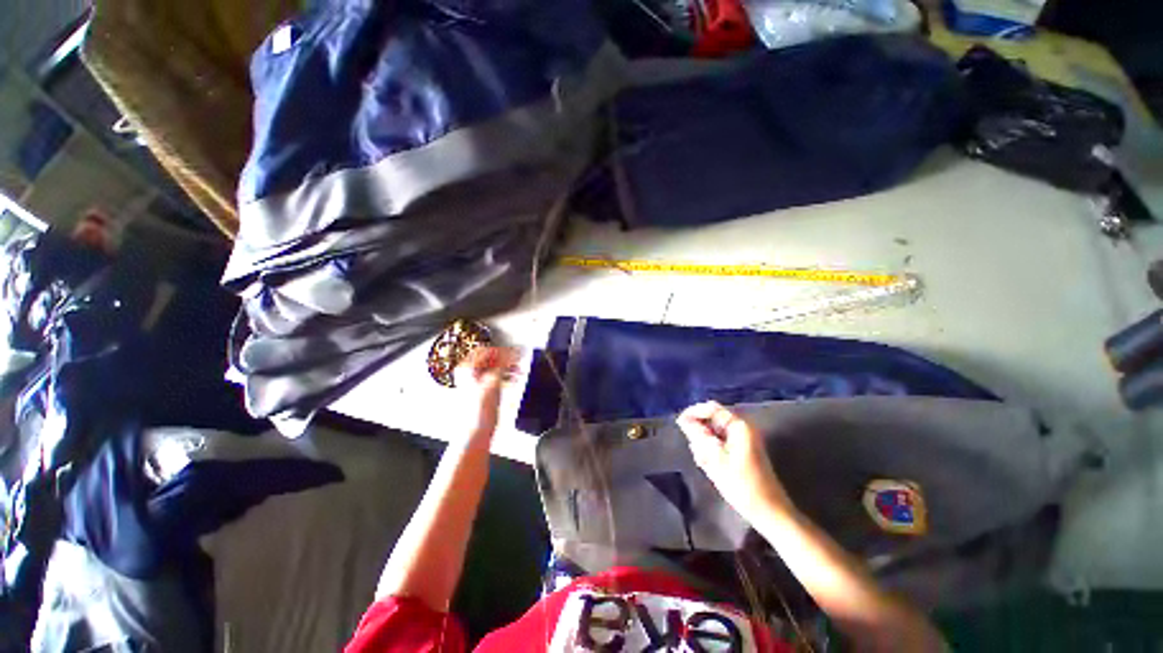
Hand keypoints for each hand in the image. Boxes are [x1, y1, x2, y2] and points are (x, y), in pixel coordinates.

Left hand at [454, 347, 519, 434]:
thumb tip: (513, 352)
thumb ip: (503, 364)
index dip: (501, 350)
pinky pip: (497, 377)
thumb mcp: (493, 382)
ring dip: (508, 367)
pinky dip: (506, 375)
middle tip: (519, 359)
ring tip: (520, 369)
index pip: (485, 350)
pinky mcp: (484, 391)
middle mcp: (470, 373)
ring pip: (495, 367)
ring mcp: (476, 382)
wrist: (476, 432)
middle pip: (491, 358)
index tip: (514, 351)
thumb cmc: (479, 410)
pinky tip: (515, 377)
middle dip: (506, 359)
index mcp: (467, 368)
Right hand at [676, 401, 791, 520]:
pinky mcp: (742, 450)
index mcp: (739, 426)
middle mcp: (742, 428)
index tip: (679, 424)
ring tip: (704, 462)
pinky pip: (720, 442)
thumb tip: (685, 420)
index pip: (711, 408)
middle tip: (695, 450)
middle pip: (712, 419)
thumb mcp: (715, 459)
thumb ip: (698, 435)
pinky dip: (712, 450)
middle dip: (700, 432)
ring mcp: (743, 439)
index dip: (693, 412)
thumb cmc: (742, 485)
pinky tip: (710, 466)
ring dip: (705, 443)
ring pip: (714, 432)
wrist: (769, 512)